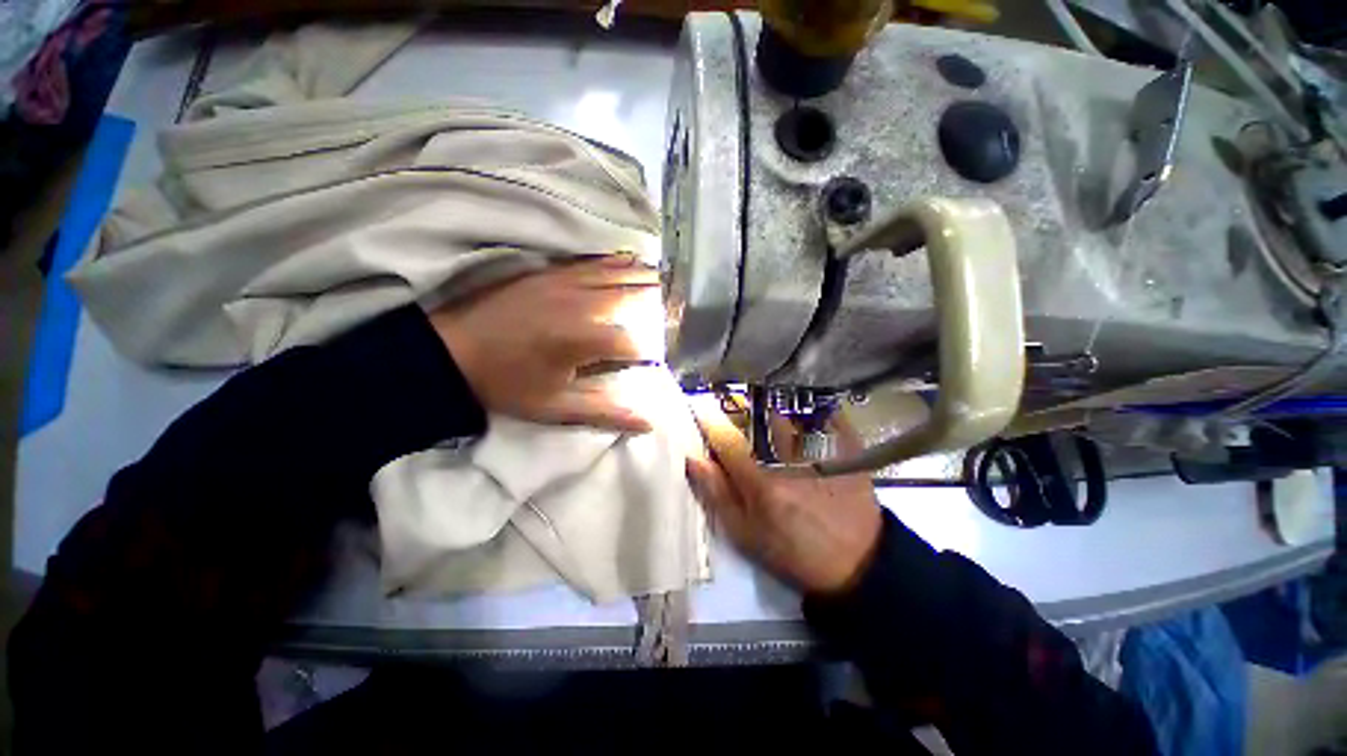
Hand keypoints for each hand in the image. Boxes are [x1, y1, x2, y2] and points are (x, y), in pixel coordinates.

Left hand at [430, 256, 660, 432]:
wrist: (449, 353)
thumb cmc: (506, 385)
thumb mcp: (556, 408)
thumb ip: (607, 413)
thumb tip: (649, 423)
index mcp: (584, 338)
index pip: (635, 341)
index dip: (652, 351)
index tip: (659, 359)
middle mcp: (582, 304)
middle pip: (635, 296)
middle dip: (661, 303)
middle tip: (681, 308)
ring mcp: (566, 282)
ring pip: (618, 274)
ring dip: (645, 278)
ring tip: (669, 281)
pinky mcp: (550, 272)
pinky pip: (593, 262)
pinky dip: (616, 262)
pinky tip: (630, 260)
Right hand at [685, 400, 882, 594]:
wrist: (857, 562)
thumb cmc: (793, 551)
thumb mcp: (745, 534)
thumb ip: (717, 494)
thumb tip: (694, 459)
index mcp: (761, 483)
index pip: (726, 439)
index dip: (709, 422)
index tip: (700, 411)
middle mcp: (788, 459)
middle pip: (756, 417)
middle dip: (739, 410)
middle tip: (735, 415)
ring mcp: (820, 449)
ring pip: (786, 411)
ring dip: (769, 408)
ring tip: (765, 416)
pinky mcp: (845, 446)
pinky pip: (820, 413)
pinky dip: (804, 409)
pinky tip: (797, 417)